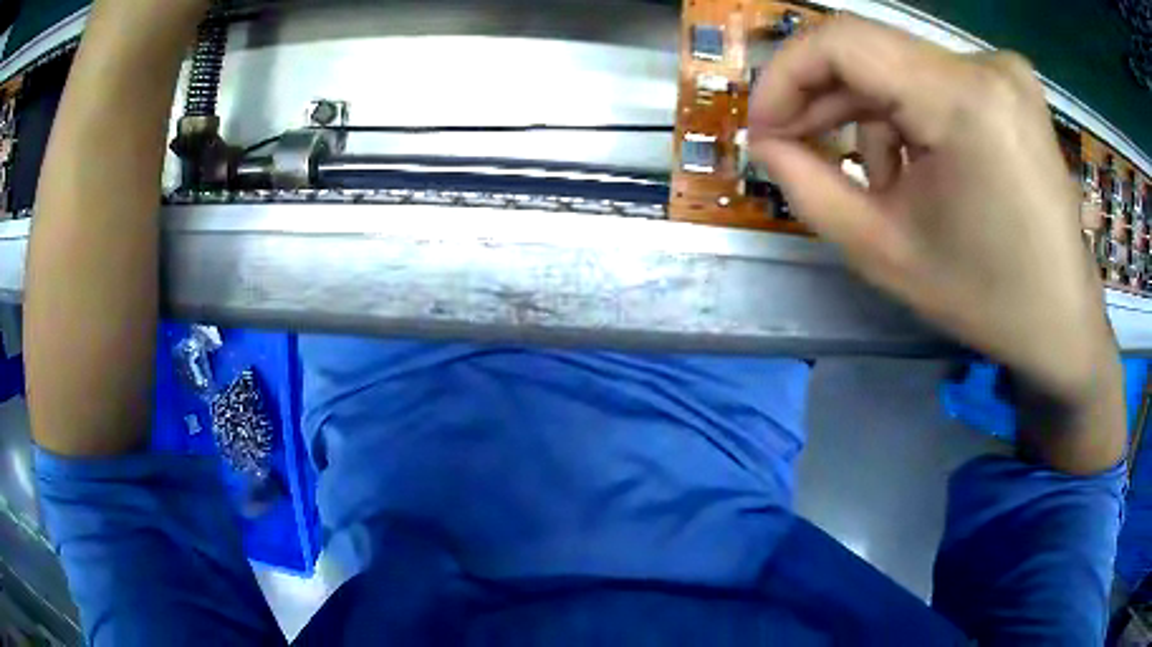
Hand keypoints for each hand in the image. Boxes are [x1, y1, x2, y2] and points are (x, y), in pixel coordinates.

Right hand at [749, 16, 1123, 472]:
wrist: (1064, 324)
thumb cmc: (986, 299)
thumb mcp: (884, 252)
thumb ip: (808, 187)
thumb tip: (764, 140)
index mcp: (964, 101)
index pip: (841, 41)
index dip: (785, 75)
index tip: (763, 126)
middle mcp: (988, 65)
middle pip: (873, 53)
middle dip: (826, 101)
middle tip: (797, 151)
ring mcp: (1006, 72)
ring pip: (903, 69)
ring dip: (875, 118)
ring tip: (887, 186)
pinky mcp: (1013, 86)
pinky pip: (937, 81)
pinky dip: (914, 117)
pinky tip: (924, 169)